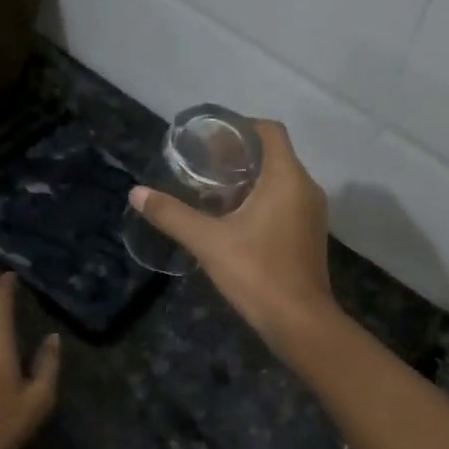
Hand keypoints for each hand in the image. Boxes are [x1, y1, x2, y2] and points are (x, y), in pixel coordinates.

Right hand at [128, 119, 341, 347]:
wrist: (299, 322)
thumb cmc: (257, 273)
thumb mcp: (208, 241)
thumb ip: (172, 215)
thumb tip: (136, 193)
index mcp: (287, 178)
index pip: (269, 131)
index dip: (240, 126)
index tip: (210, 139)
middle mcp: (306, 188)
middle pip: (273, 155)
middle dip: (238, 155)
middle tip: (202, 165)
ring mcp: (312, 213)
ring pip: (280, 180)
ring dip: (249, 180)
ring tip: (212, 191)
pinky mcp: (309, 235)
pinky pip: (286, 202)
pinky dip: (262, 200)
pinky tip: (234, 219)